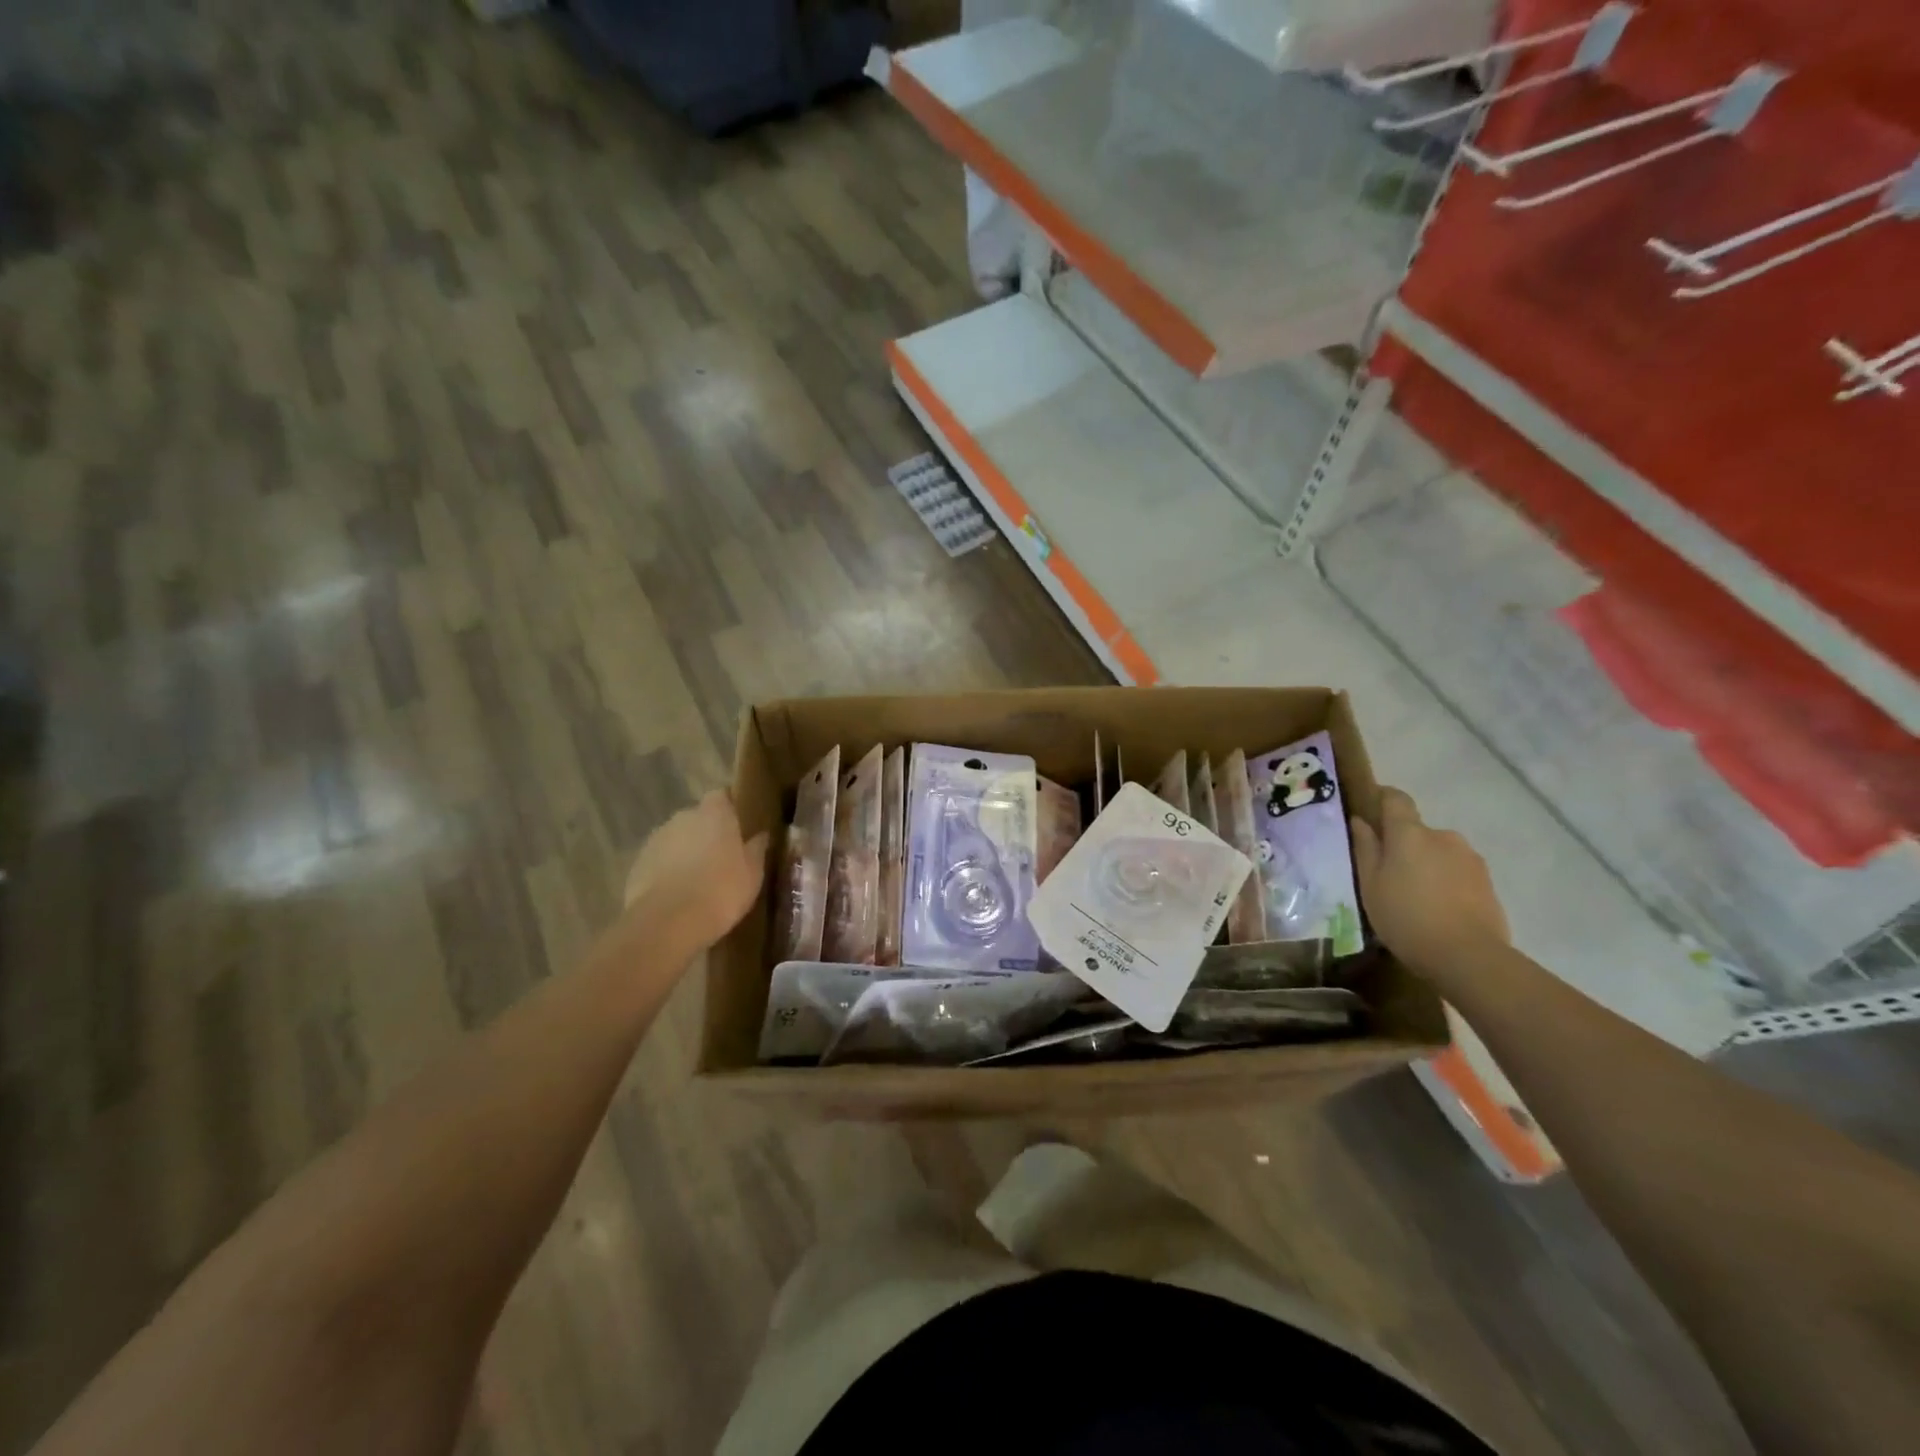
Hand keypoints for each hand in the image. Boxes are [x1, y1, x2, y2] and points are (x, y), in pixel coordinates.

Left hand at [622, 792, 769, 953]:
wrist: (668, 923)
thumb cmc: (721, 890)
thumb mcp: (753, 872)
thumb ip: (757, 848)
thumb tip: (761, 835)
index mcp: (714, 813)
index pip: (721, 795)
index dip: (730, 808)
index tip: (740, 826)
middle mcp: (683, 817)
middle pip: (698, 817)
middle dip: (708, 832)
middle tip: (723, 857)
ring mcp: (656, 839)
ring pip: (677, 839)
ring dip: (686, 852)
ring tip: (699, 880)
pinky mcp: (637, 864)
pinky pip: (659, 861)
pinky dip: (668, 871)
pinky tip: (678, 895)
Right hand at [1350, 787, 1508, 976]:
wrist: (1469, 957)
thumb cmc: (1406, 917)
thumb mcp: (1371, 885)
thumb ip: (1366, 848)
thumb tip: (1361, 821)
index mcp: (1410, 833)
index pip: (1396, 799)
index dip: (1383, 798)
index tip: (1370, 810)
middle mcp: (1443, 836)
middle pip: (1417, 831)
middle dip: (1403, 845)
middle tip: (1388, 874)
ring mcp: (1470, 858)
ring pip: (1439, 852)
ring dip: (1426, 865)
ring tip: (1415, 897)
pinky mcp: (1488, 882)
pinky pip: (1457, 872)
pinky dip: (1445, 882)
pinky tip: (1438, 909)